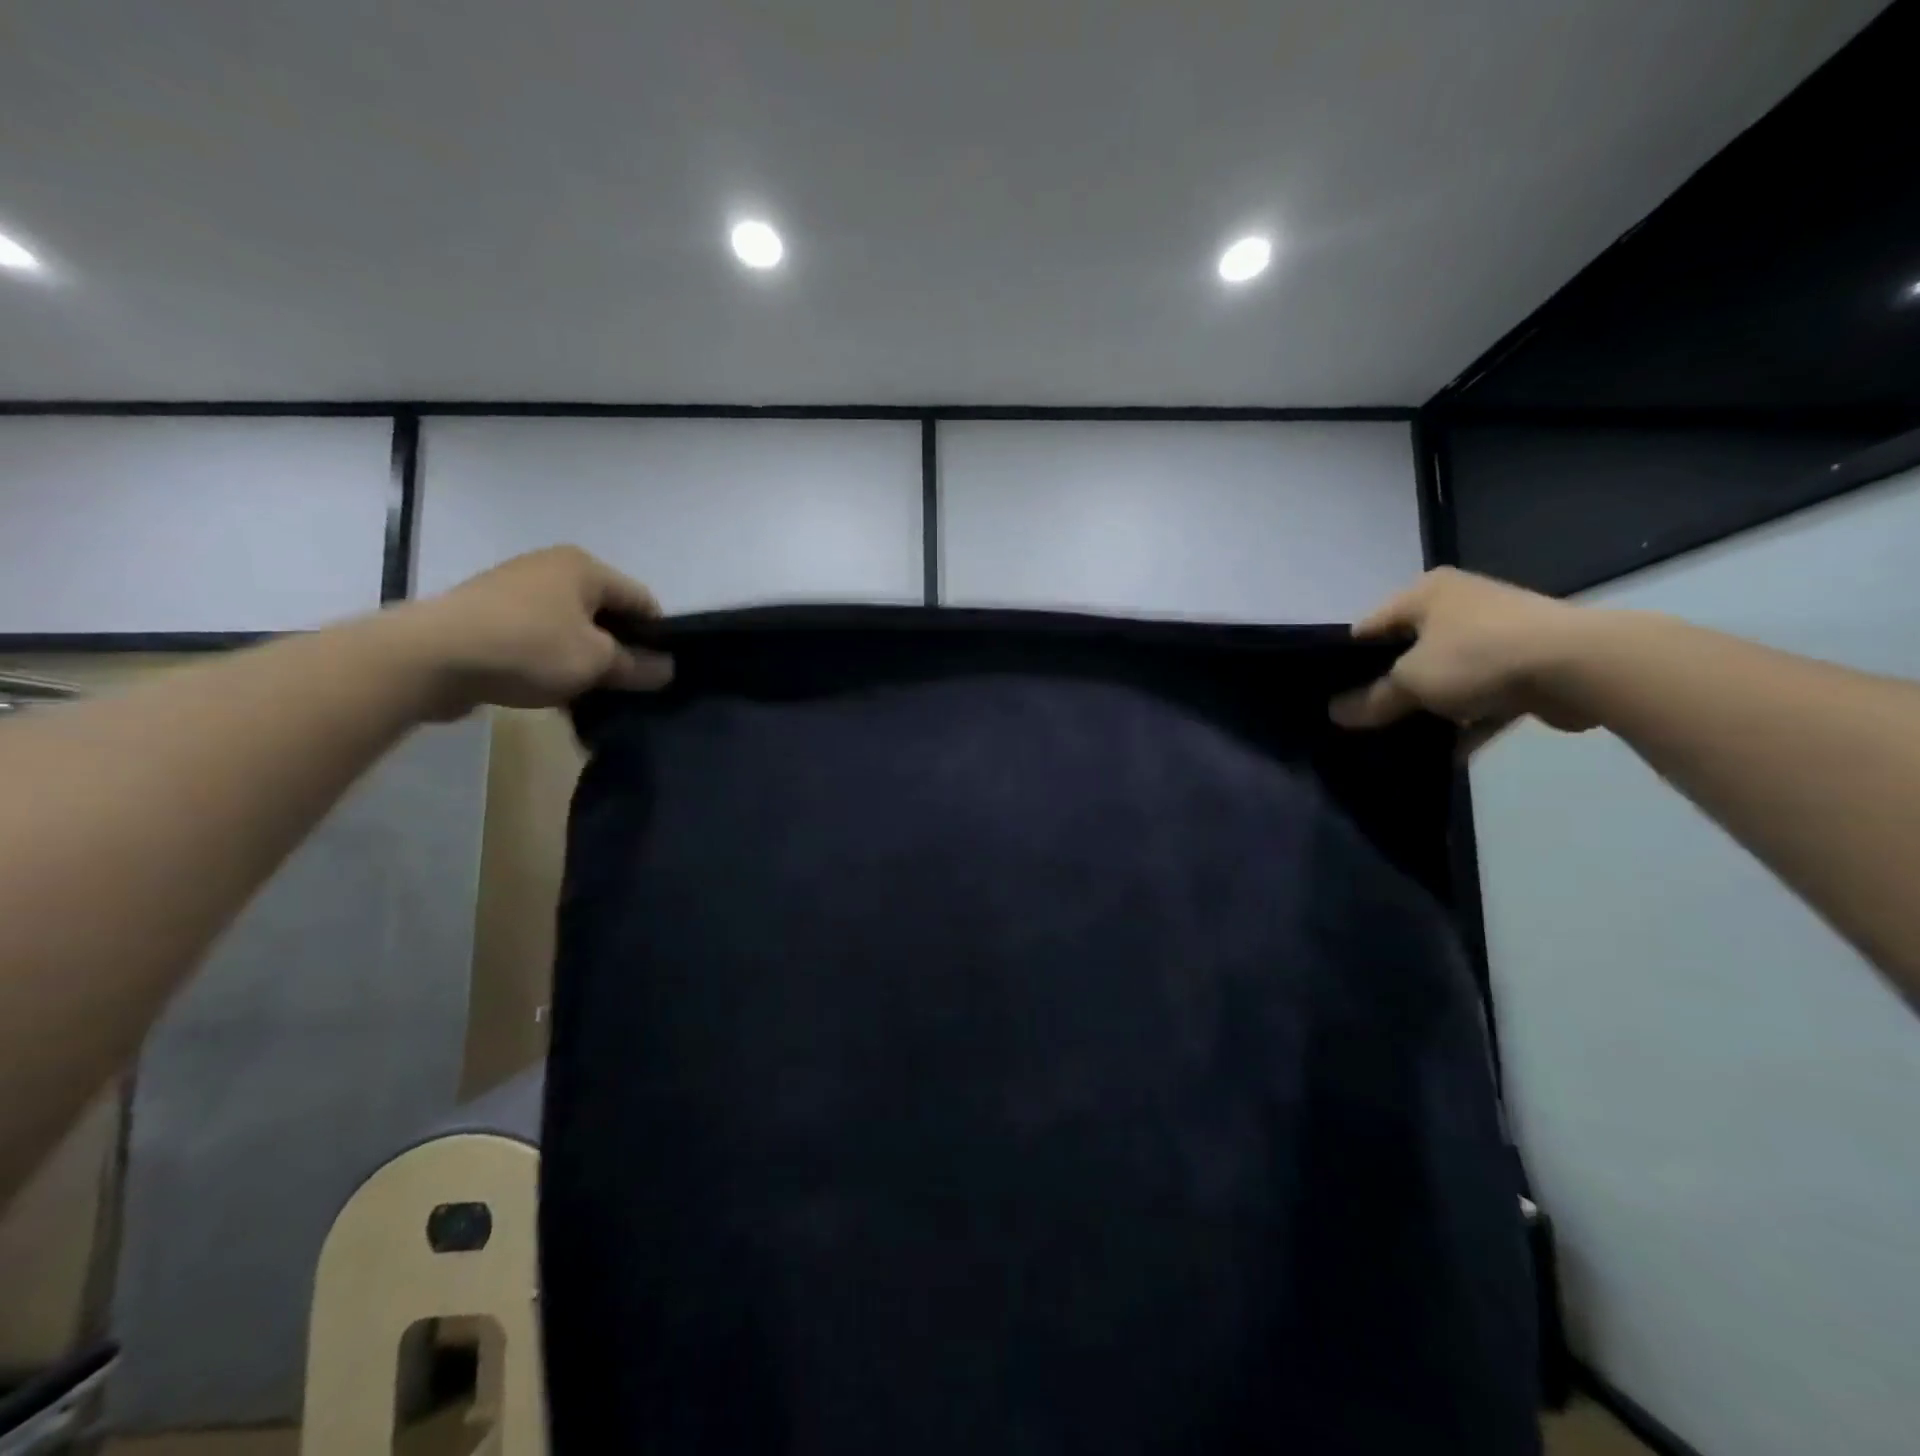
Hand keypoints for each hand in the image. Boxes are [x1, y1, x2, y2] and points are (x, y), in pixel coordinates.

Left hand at [392, 546, 673, 717]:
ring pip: (570, 629)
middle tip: (630, 688)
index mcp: (584, 567)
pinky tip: (555, 692)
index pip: (642, 600)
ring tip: (592, 695)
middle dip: (620, 650)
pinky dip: (552, 662)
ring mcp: (515, 590)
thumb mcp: (597, 662)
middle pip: (605, 614)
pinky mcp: (487, 616)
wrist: (431, 657)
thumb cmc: (530, 648)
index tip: (662, 673)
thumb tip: (667, 669)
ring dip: (585, 660)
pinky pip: (538, 639)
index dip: (659, 637)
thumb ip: (637, 666)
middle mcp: (551, 569)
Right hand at [1329, 568, 1596, 749]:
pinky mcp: (1527, 665)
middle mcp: (1460, 605)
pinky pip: (1483, 696)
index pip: (1369, 627)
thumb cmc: (1477, 656)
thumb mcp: (1410, 681)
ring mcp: (1497, 634)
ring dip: (1430, 707)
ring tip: (1401, 739)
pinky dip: (1468, 721)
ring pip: (1447, 676)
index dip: (1347, 661)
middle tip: (1363, 719)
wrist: (1581, 666)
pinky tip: (1448, 753)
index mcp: (1426, 594)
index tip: (1333, 695)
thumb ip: (1372, 699)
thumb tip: (1335, 714)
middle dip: (1389, 687)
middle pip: (1408, 652)